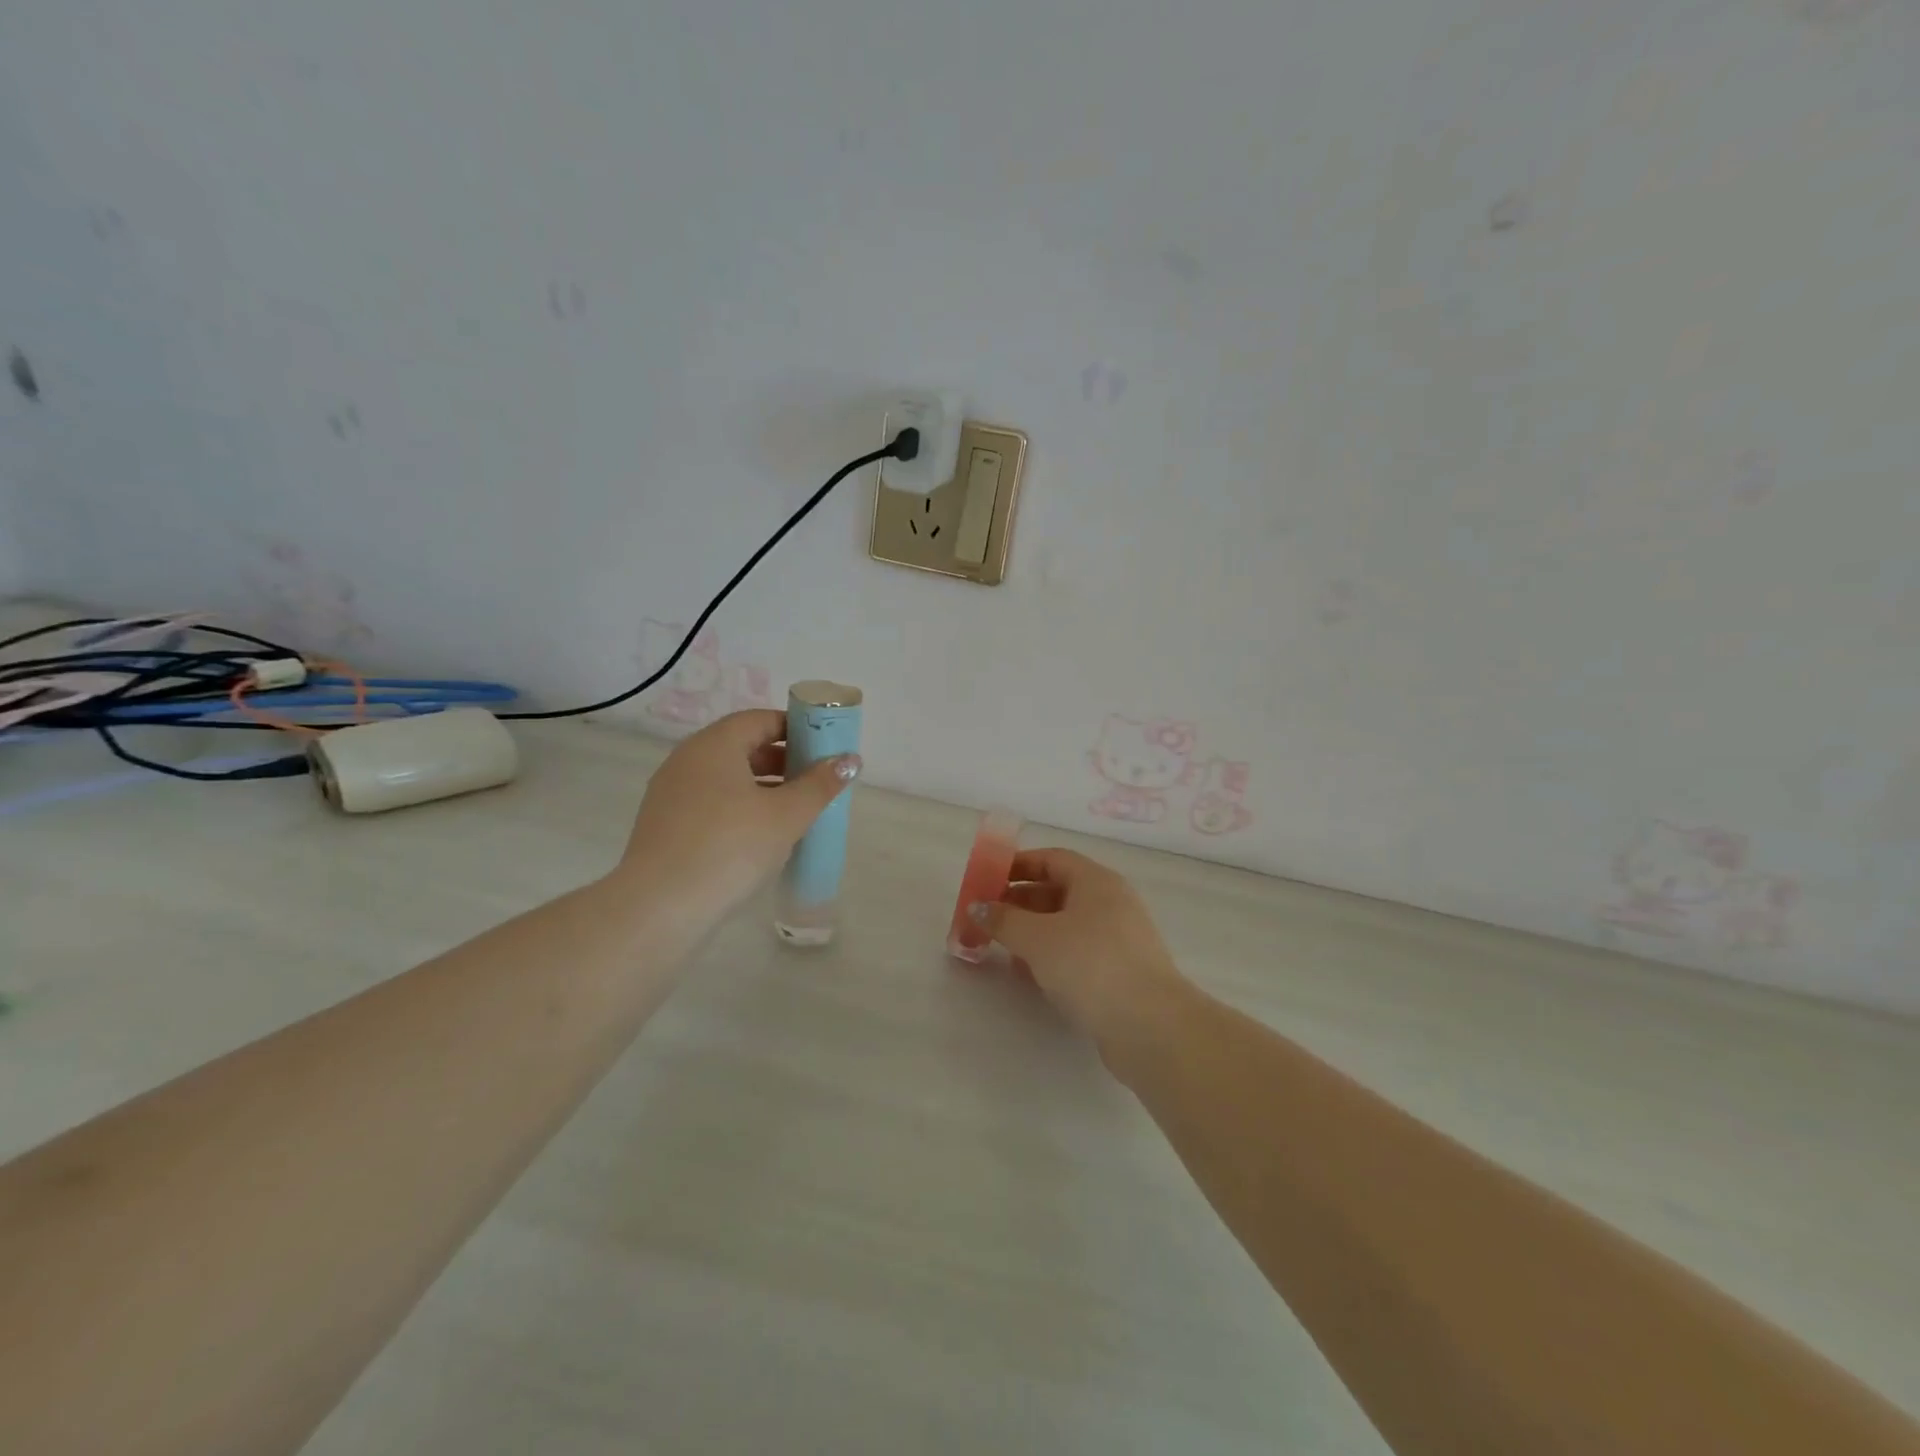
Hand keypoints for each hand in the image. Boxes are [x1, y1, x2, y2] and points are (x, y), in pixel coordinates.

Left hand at [620, 710, 859, 932]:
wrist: (660, 907)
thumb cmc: (730, 847)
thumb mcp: (786, 815)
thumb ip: (820, 784)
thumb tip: (850, 759)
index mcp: (714, 745)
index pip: (761, 720)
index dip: (796, 729)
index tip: (824, 748)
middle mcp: (687, 759)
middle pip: (742, 746)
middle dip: (783, 760)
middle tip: (816, 781)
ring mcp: (671, 793)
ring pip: (726, 777)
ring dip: (763, 786)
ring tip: (795, 811)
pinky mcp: (665, 825)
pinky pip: (710, 802)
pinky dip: (739, 807)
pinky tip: (760, 836)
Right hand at [968, 849, 1189, 1055]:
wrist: (1149, 1025)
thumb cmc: (1090, 965)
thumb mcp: (1037, 938)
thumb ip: (1003, 920)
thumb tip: (977, 907)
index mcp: (1096, 881)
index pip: (1052, 859)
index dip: (1017, 865)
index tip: (986, 880)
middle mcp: (1111, 902)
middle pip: (1057, 891)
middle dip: (1019, 903)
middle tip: (986, 919)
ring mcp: (1119, 938)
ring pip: (1066, 924)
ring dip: (1032, 932)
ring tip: (1002, 950)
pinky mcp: (1121, 971)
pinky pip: (1078, 951)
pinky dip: (1051, 956)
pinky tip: (1030, 976)